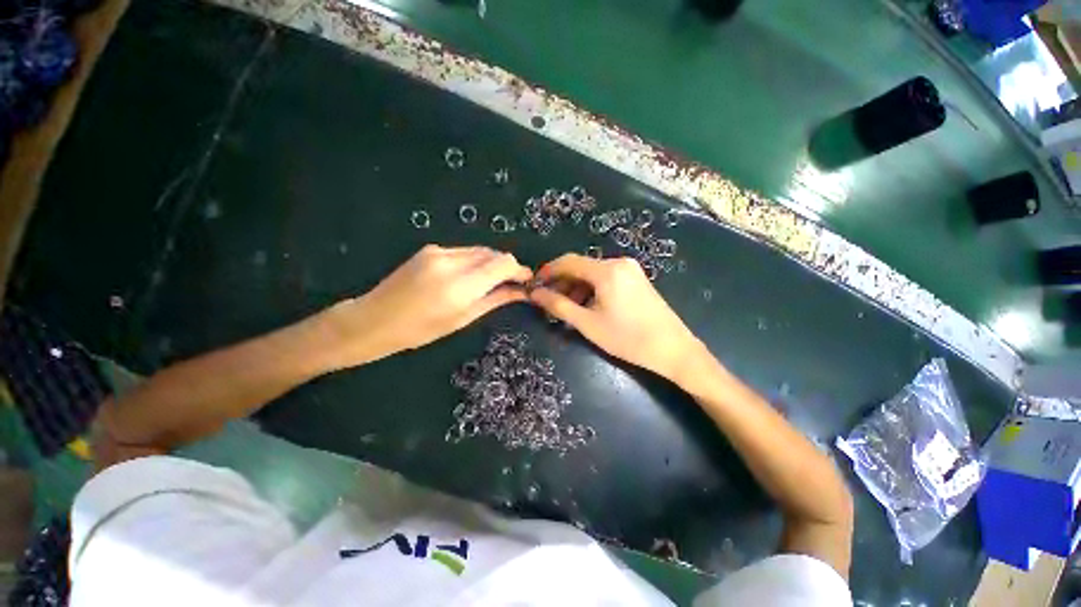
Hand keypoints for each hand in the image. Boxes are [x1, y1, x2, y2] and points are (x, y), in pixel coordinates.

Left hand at [324, 245, 532, 367]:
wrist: (374, 319)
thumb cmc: (420, 330)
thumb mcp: (462, 319)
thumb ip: (495, 300)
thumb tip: (521, 292)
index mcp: (460, 286)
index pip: (503, 264)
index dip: (519, 270)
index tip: (527, 280)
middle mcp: (451, 262)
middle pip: (493, 253)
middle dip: (507, 266)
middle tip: (511, 284)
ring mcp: (439, 252)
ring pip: (480, 250)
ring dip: (491, 263)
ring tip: (492, 281)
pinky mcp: (431, 249)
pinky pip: (464, 251)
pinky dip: (475, 261)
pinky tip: (470, 276)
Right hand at [529, 254, 702, 380]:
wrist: (673, 349)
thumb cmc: (628, 338)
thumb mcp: (588, 324)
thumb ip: (558, 306)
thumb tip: (534, 294)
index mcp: (606, 270)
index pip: (568, 261)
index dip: (548, 271)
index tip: (534, 285)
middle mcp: (619, 263)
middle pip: (581, 266)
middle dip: (562, 282)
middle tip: (550, 302)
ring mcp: (630, 270)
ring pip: (593, 273)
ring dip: (577, 288)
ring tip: (568, 309)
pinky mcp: (636, 279)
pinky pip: (606, 278)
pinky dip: (592, 289)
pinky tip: (588, 306)